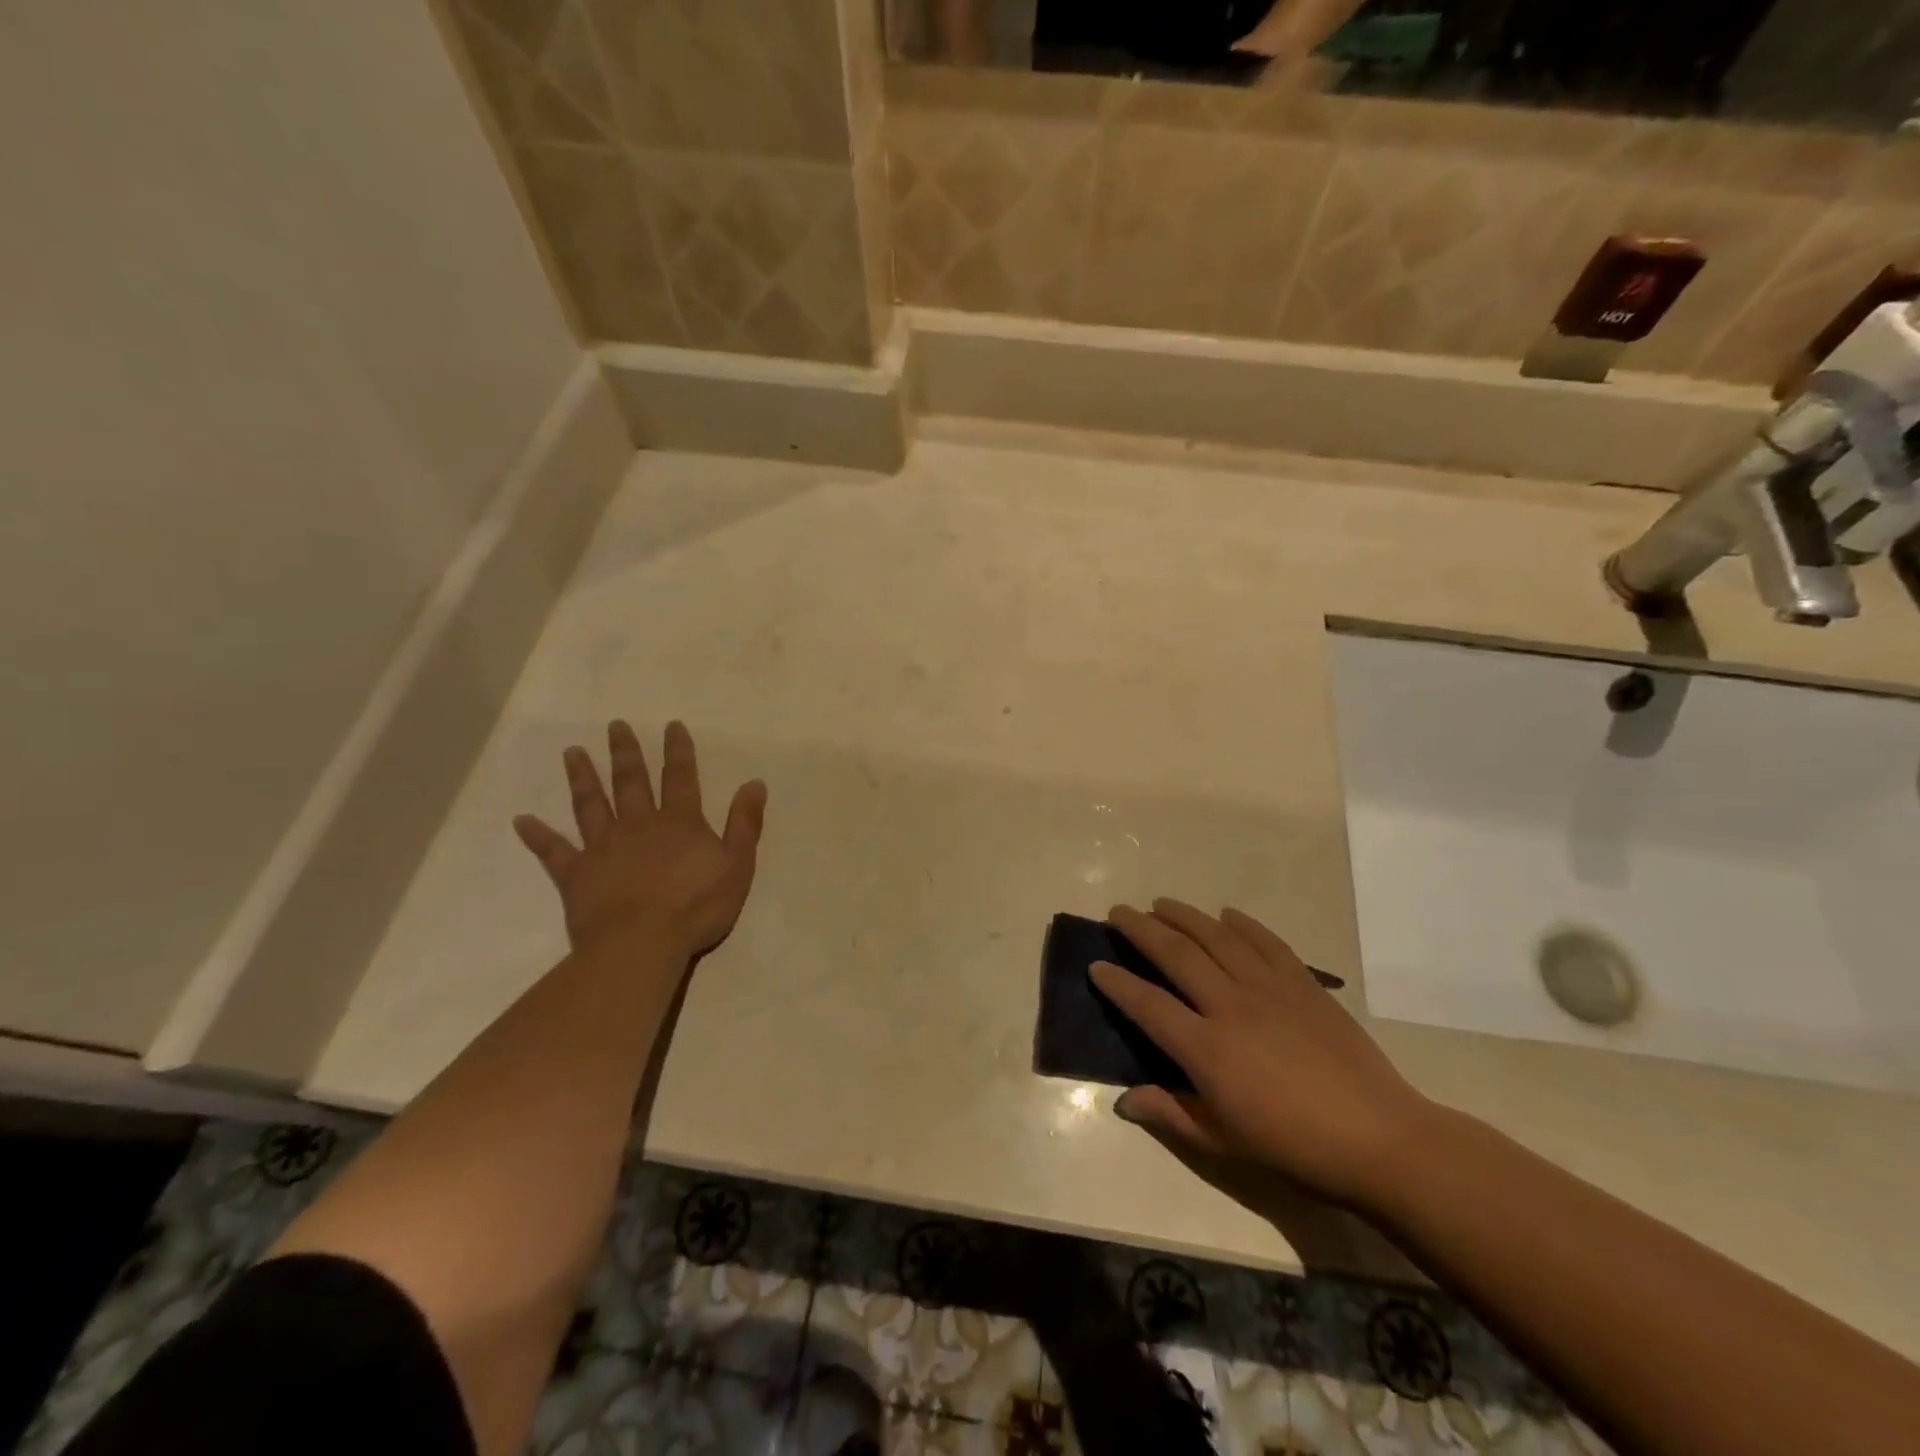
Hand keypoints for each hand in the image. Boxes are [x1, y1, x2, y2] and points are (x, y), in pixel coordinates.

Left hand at [513, 720, 766, 962]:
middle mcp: (638, 824)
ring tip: (573, 752)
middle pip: (631, 781)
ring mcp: (603, 847)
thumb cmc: (697, 906)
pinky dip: (538, 835)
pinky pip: (553, 851)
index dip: (678, 750)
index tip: (671, 725)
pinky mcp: (576, 874)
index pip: (680, 777)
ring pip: (591, 804)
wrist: (641, 943)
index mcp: (679, 822)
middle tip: (615, 725)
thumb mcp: (737, 864)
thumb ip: (744, 823)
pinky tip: (522, 820)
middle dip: (625, 752)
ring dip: (583, 777)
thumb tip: (754, 783)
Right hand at [1092, 900, 1429, 1213]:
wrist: (1379, 1138)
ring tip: (1161, 903)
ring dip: (1183, 915)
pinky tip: (1226, 914)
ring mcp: (1269, 988)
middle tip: (1118, 912)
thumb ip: (1170, 1113)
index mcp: (1206, 1049)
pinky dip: (1242, 923)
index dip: (1117, 983)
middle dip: (1140, 929)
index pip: (1147, 1004)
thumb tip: (1123, 1100)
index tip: (1095, 965)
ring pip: (1215, 937)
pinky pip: (1265, 941)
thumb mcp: (1224, 1142)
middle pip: (1175, 954)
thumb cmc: (1294, 1147)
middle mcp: (1230, 1006)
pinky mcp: (1302, 983)